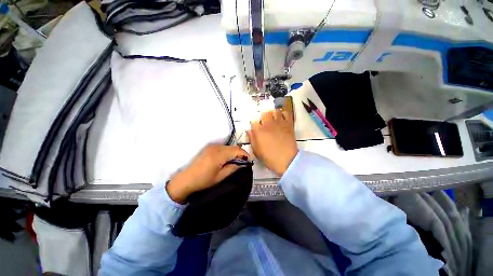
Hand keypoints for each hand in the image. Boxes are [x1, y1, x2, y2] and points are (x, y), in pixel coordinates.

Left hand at [166, 144, 249, 203]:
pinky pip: (222, 148)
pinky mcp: (209, 148)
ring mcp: (212, 146)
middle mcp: (216, 147)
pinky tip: (226, 160)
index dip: (245, 154)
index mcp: (219, 154)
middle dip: (240, 154)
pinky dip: (227, 152)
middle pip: (233, 147)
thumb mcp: (220, 176)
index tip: (248, 161)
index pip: (237, 150)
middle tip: (242, 163)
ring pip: (228, 147)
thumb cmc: (203, 180)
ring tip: (234, 162)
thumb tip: (242, 163)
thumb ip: (233, 168)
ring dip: (233, 153)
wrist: (186, 180)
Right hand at [247, 109, 297, 175]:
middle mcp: (268, 124)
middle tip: (265, 123)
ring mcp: (279, 123)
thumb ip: (252, 139)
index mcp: (259, 131)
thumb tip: (249, 131)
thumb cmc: (270, 158)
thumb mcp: (256, 151)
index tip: (256, 129)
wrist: (287, 161)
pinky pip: (286, 114)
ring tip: (273, 119)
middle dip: (263, 117)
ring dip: (273, 114)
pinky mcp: (288, 124)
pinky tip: (282, 119)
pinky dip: (283, 114)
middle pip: (264, 113)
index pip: (254, 122)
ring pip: (275, 111)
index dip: (254, 125)